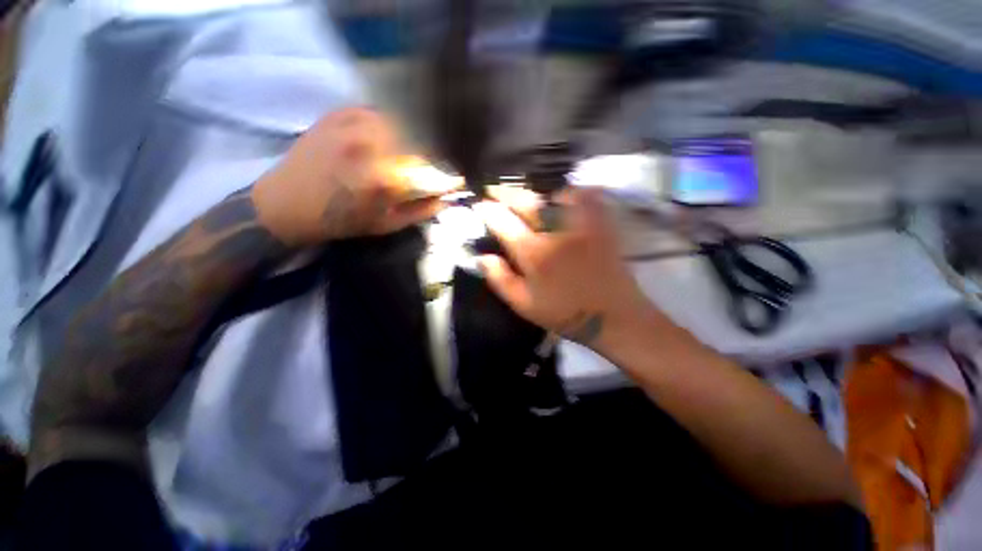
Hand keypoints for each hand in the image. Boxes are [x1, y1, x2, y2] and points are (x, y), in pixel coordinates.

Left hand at [252, 107, 446, 245]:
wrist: (286, 204)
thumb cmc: (340, 221)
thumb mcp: (386, 225)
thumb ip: (420, 212)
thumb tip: (446, 199)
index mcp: (385, 179)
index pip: (434, 169)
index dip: (450, 174)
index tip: (458, 178)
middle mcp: (372, 146)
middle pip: (422, 140)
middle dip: (437, 153)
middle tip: (439, 164)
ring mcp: (354, 124)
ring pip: (403, 121)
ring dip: (416, 135)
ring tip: (418, 149)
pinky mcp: (339, 113)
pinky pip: (378, 111)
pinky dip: (392, 122)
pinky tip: (391, 135)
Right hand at [474, 186, 650, 348]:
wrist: (612, 316)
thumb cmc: (563, 313)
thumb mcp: (523, 304)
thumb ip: (500, 279)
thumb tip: (482, 257)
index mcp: (533, 252)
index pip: (503, 221)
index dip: (487, 210)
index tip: (480, 206)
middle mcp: (555, 231)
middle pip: (525, 201)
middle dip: (505, 192)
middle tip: (494, 190)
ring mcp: (580, 224)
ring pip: (553, 193)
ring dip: (535, 191)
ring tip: (525, 195)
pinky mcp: (600, 224)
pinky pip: (585, 196)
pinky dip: (571, 192)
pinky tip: (562, 197)